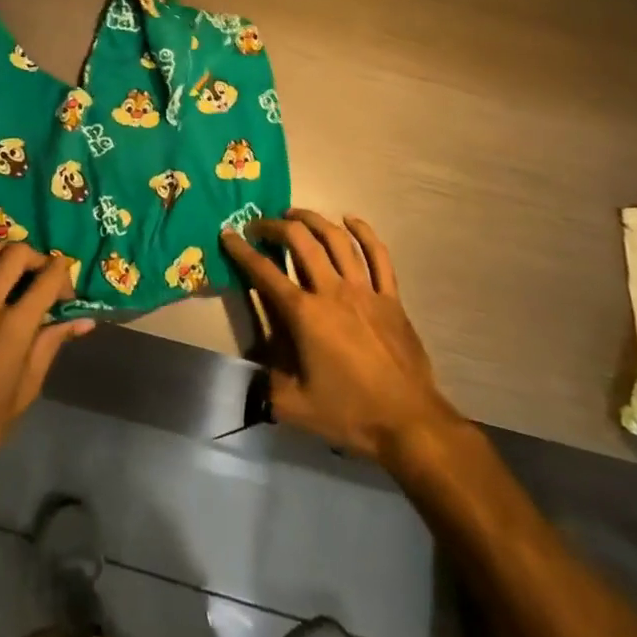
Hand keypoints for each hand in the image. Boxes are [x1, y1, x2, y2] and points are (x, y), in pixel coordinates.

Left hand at [0, 242, 94, 511]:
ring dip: (3, 253)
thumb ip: (51, 345)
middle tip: (41, 277)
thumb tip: (83, 321)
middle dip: (36, 257)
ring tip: (10, 271)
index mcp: (13, 329)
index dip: (64, 274)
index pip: (48, 277)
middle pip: (15, 253)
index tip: (66, 289)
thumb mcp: (25, 391)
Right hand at [221, 211, 457, 467]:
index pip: (265, 273)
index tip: (228, 234)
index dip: (241, 250)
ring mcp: (364, 290)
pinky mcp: (390, 296)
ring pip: (337, 239)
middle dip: (275, 226)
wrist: (409, 421)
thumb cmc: (350, 413)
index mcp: (305, 314)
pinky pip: (378, 254)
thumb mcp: (296, 407)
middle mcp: (332, 291)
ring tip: (295, 215)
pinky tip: (350, 220)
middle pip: (300, 241)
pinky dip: (363, 231)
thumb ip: (268, 384)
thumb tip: (256, 371)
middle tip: (260, 225)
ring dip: (313, 220)